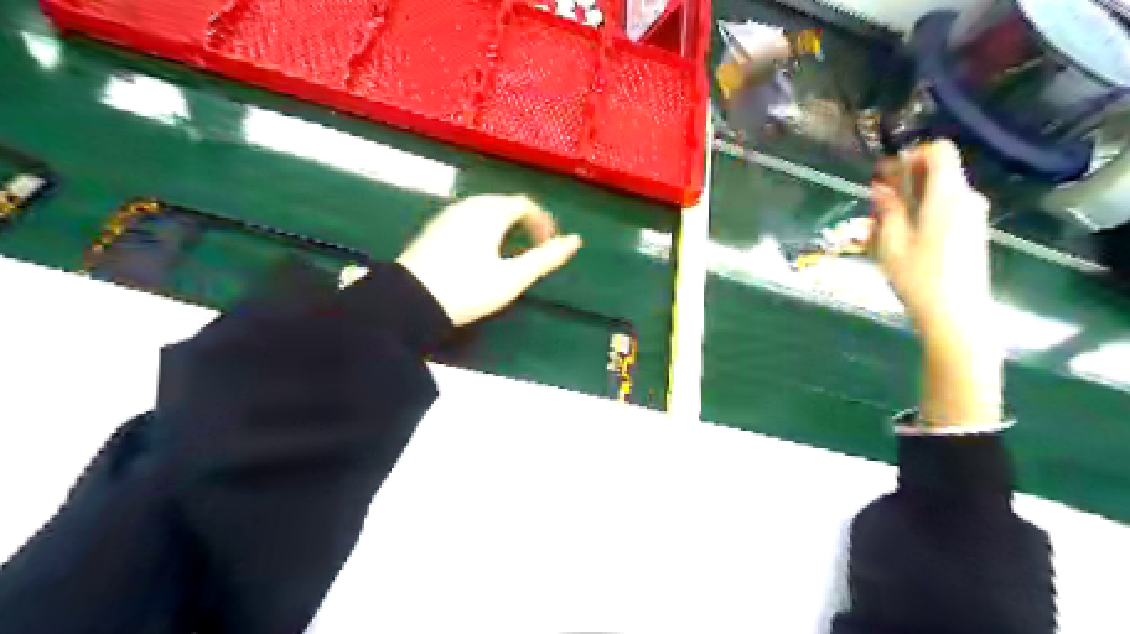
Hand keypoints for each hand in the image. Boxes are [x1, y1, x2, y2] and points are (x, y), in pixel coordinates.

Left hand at [399, 196, 582, 327]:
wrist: (409, 302)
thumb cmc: (467, 289)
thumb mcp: (512, 278)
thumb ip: (545, 258)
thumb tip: (575, 241)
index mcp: (490, 213)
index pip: (525, 204)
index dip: (543, 222)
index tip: (550, 244)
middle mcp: (468, 206)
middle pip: (504, 203)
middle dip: (524, 221)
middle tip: (534, 247)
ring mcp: (447, 216)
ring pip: (484, 210)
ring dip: (504, 225)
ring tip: (511, 251)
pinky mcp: (433, 228)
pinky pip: (467, 218)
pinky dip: (484, 227)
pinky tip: (481, 252)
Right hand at [873, 139, 991, 335]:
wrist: (957, 314)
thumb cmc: (919, 278)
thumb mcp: (892, 244)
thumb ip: (888, 210)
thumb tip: (881, 187)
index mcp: (947, 196)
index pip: (939, 151)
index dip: (911, 155)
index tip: (886, 175)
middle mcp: (966, 198)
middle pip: (939, 170)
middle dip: (905, 179)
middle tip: (876, 203)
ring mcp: (972, 215)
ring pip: (940, 190)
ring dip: (911, 198)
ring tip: (883, 224)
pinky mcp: (971, 231)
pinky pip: (946, 207)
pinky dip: (923, 211)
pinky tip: (903, 236)